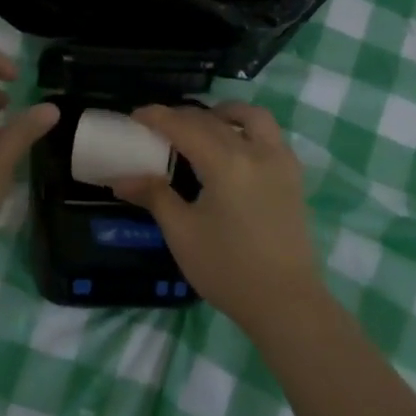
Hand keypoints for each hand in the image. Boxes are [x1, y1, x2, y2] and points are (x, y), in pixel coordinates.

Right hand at [112, 102, 319, 329]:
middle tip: (158, 127)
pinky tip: (233, 149)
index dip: (157, 117)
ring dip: (223, 114)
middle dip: (183, 117)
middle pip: (214, 120)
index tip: (135, 116)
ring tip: (203, 126)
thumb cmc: (228, 269)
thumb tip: (121, 178)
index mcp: (225, 162)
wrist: (285, 302)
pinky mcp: (293, 177)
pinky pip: (270, 136)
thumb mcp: (182, 233)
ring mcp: (280, 162)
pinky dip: (247, 130)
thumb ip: (154, 196)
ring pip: (252, 118)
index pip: (185, 126)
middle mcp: (256, 151)